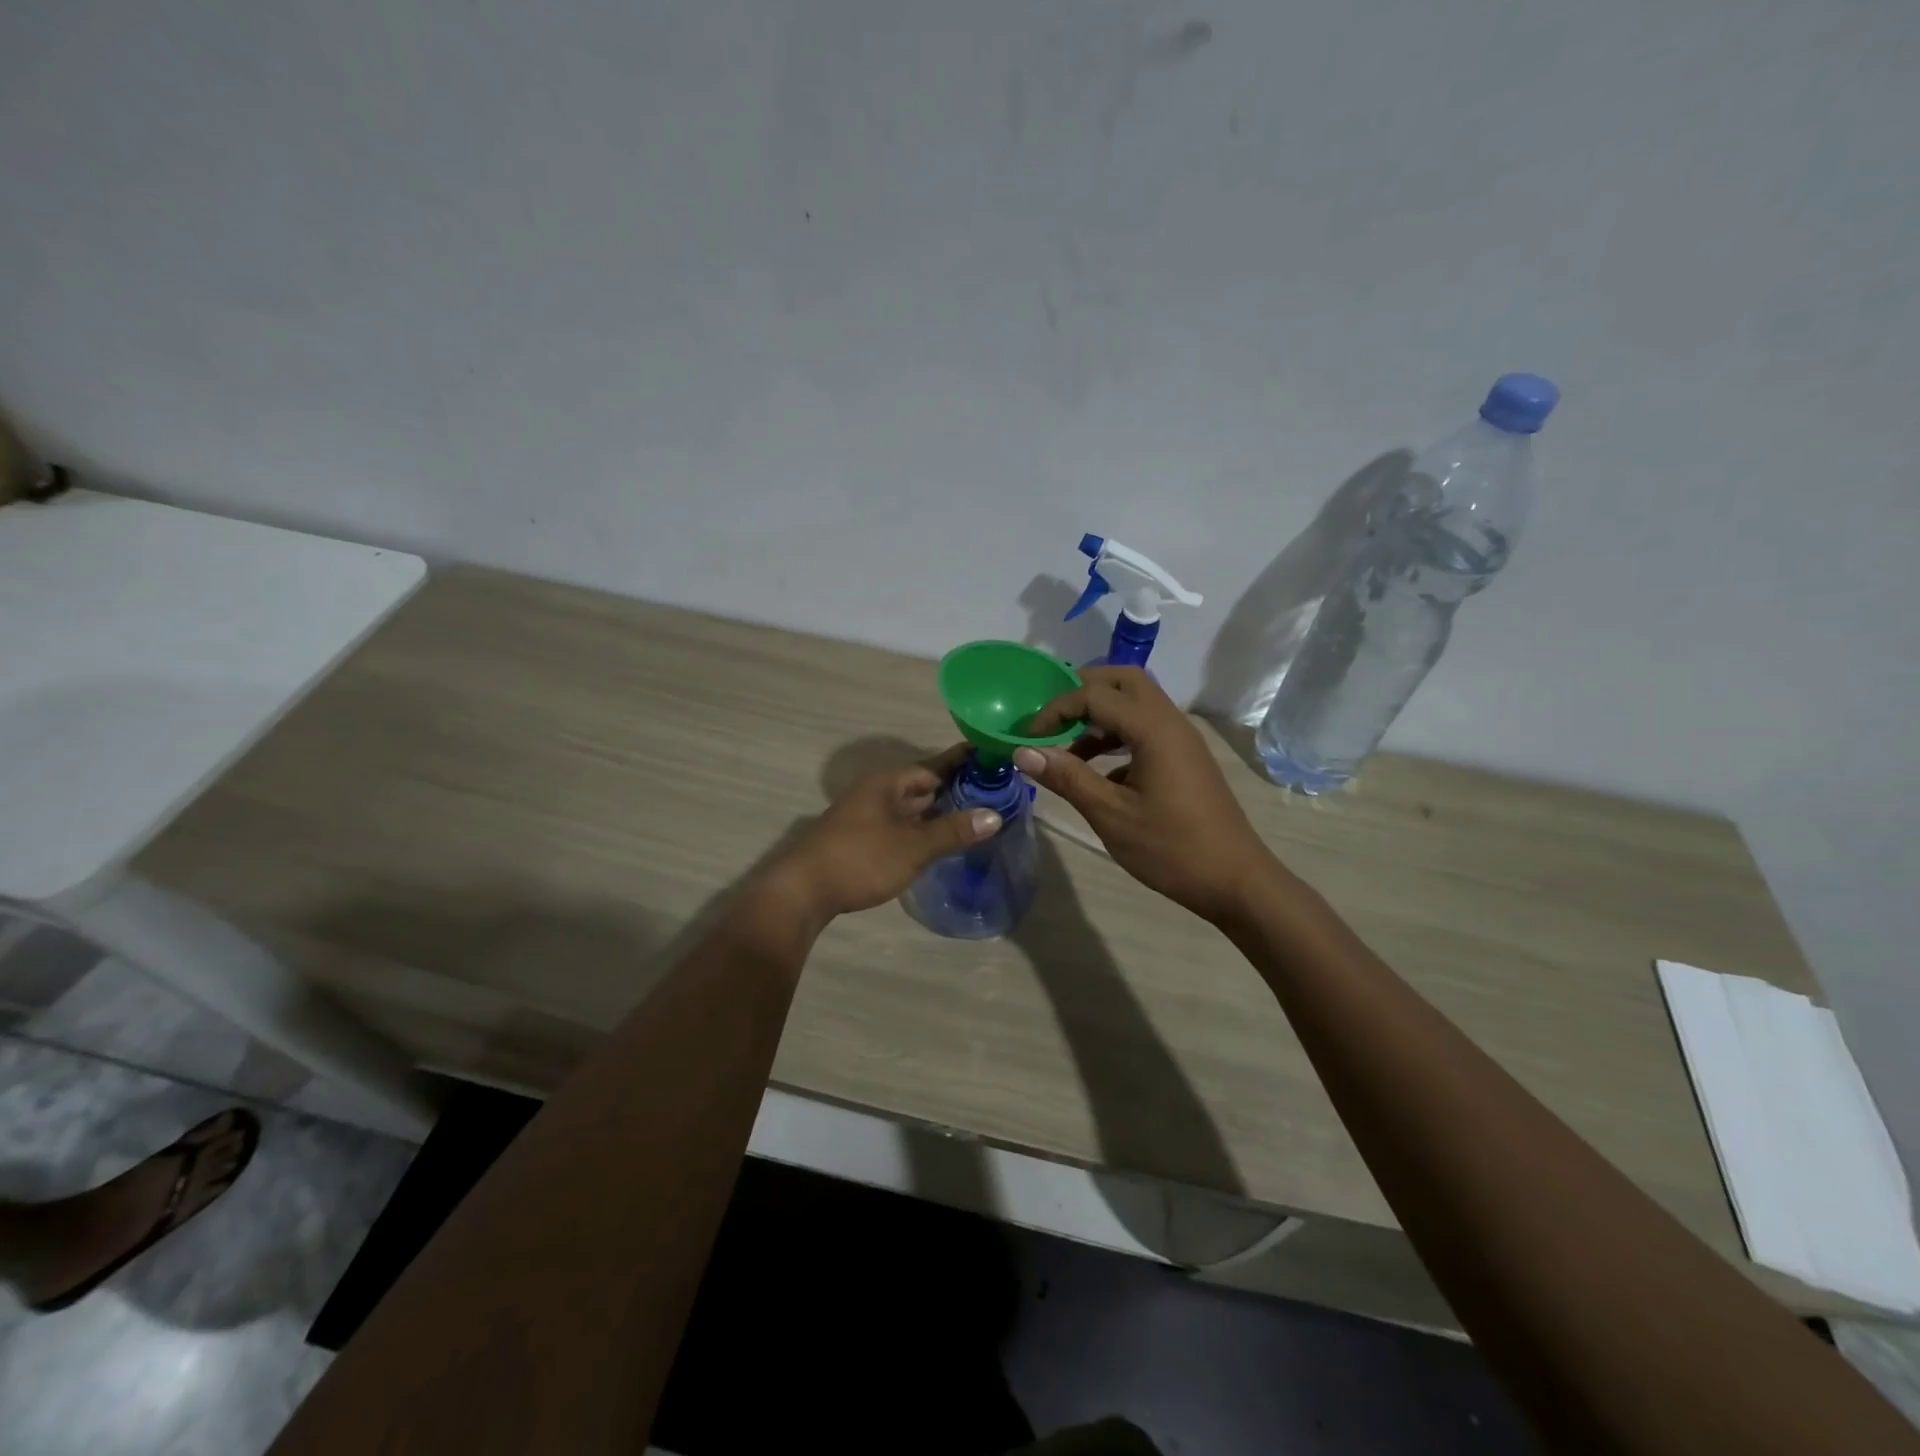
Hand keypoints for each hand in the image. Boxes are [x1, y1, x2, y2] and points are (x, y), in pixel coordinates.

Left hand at [766, 744, 1002, 922]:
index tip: (992, 757)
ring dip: (940, 810)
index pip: (934, 765)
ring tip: (976, 814)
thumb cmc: (860, 859)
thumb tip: (994, 815)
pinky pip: (902, 825)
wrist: (803, 891)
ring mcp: (868, 816)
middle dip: (956, 788)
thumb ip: (953, 830)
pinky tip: (940, 839)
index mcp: (888, 783)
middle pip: (923, 785)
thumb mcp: (913, 846)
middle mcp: (877, 792)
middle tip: (996, 790)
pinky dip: (923, 828)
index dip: (963, 762)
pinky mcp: (863, 839)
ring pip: (912, 807)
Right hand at [1015, 667, 1276, 921]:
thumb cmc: (1171, 849)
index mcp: (1154, 729)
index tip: (1028, 738)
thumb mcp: (1110, 815)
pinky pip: (1145, 729)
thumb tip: (1023, 751)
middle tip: (1050, 719)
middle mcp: (1170, 722)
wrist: (1235, 881)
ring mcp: (1181, 739)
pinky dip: (1116, 737)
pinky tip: (1097, 773)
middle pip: (1122, 681)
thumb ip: (1067, 777)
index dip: (1056, 709)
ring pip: (1135, 704)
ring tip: (1066, 749)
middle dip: (1081, 691)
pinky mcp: (1184, 758)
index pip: (1095, 695)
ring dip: (1099, 716)